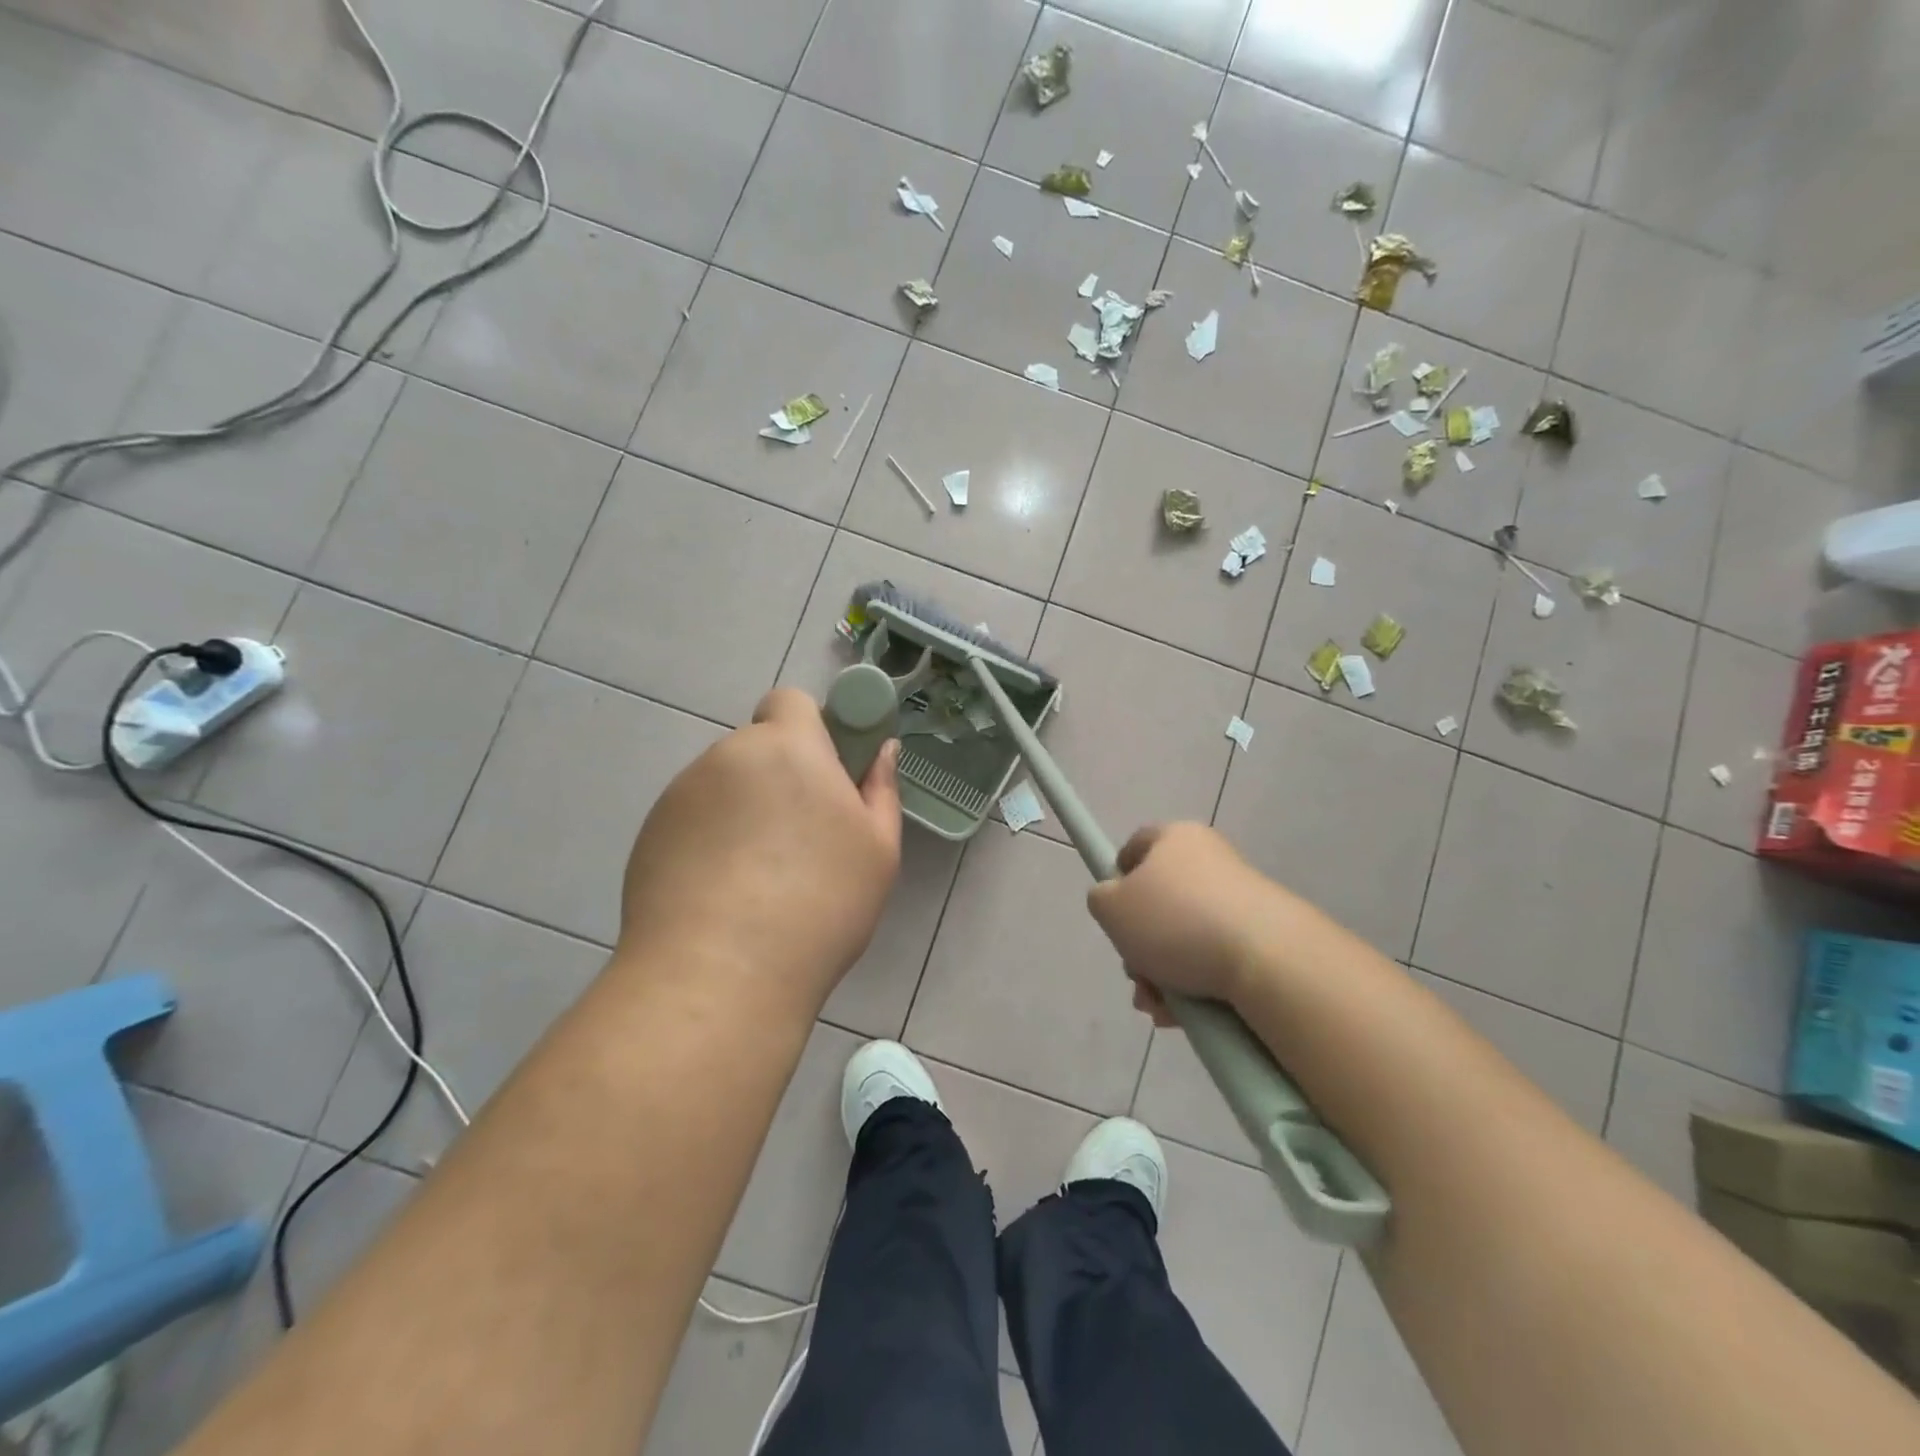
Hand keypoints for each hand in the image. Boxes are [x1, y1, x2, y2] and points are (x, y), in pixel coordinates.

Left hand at [616, 688, 901, 1009]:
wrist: (720, 974)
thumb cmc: (820, 903)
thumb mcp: (878, 849)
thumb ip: (880, 788)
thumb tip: (882, 751)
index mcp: (787, 747)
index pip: (790, 702)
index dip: (810, 730)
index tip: (826, 778)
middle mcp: (726, 756)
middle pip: (758, 749)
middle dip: (779, 779)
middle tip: (800, 841)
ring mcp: (680, 795)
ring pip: (724, 787)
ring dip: (743, 812)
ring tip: (758, 881)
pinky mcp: (649, 835)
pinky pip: (692, 822)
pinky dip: (708, 843)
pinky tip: (721, 897)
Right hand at [1086, 822, 1283, 1017]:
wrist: (1267, 959)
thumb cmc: (1176, 921)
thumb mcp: (1110, 907)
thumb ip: (1100, 899)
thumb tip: (1115, 902)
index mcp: (1176, 838)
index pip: (1136, 846)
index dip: (1117, 878)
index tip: (1113, 915)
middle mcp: (1210, 859)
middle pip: (1158, 901)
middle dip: (1139, 945)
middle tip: (1135, 976)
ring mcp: (1239, 898)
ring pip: (1183, 937)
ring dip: (1161, 973)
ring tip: (1158, 1005)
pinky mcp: (1262, 935)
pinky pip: (1214, 957)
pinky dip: (1193, 984)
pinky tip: (1184, 1014)